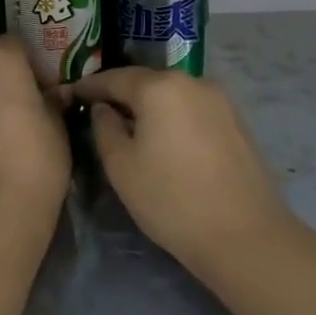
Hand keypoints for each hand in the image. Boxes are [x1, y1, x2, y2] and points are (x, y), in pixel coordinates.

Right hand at [68, 68, 287, 265]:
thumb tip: (104, 108)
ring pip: (172, 95)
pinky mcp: (237, 122)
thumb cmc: (171, 199)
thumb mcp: (121, 166)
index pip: (113, 78)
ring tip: (131, 128)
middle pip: (146, 82)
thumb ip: (104, 127)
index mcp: (159, 87)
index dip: (88, 87)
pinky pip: (193, 109)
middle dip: (120, 94)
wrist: (245, 236)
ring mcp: (220, 100)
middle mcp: (192, 81)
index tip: (70, 96)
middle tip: (98, 112)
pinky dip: (174, 118)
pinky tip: (166, 141)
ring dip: (149, 107)